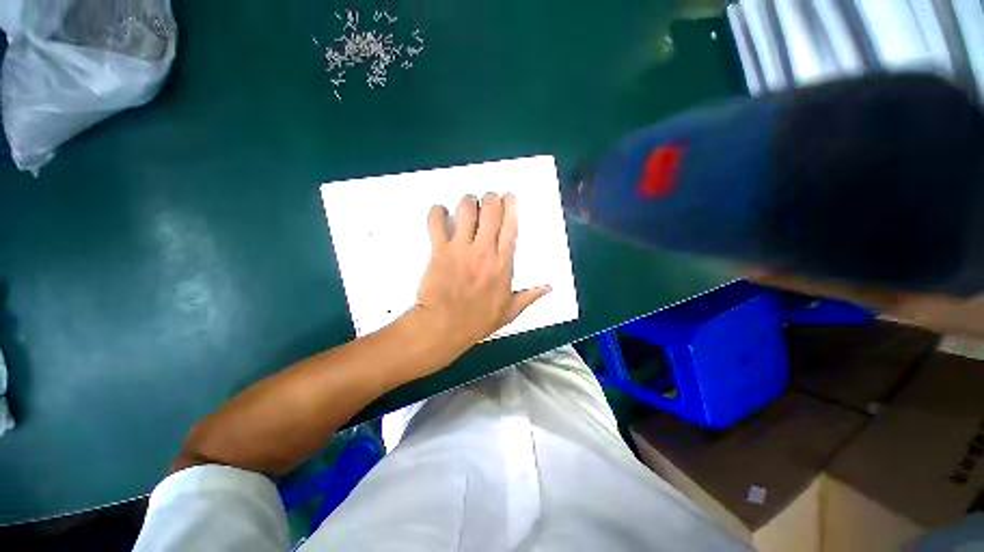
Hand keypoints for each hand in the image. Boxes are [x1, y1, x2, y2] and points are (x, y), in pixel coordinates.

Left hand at [409, 193, 550, 360]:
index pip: (510, 227)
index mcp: (503, 263)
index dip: (511, 207)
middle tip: (488, 198)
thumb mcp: (509, 311)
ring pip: (466, 210)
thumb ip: (530, 297)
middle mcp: (484, 250)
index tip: (509, 197)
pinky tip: (439, 212)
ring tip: (468, 204)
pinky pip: (435, 222)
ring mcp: (460, 248)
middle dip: (490, 198)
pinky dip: (436, 212)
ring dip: (468, 201)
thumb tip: (549, 288)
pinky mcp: (439, 250)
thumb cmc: (478, 320)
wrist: (444, 326)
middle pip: (490, 211)